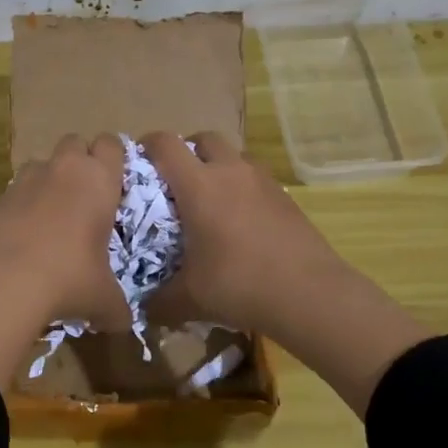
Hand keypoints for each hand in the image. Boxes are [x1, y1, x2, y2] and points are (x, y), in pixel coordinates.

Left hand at [0, 134, 131, 388]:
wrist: (3, 284)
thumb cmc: (69, 280)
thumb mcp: (104, 299)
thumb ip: (118, 306)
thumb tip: (123, 321)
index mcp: (99, 180)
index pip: (112, 144)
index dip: (115, 158)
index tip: (117, 181)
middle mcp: (64, 169)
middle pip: (75, 142)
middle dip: (82, 160)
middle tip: (87, 195)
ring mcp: (27, 179)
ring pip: (43, 162)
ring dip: (51, 178)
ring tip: (54, 214)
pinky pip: (18, 188)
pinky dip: (25, 202)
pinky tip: (27, 234)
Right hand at [141, 131, 431, 416]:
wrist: (309, 294)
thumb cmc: (239, 285)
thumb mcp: (190, 298)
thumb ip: (159, 300)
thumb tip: (142, 309)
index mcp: (198, 185)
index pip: (165, 144)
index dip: (147, 145)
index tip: (137, 160)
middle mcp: (230, 171)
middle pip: (203, 138)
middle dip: (187, 151)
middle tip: (176, 180)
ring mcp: (262, 180)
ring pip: (233, 155)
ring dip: (218, 166)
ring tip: (210, 199)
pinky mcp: (285, 196)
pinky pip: (255, 177)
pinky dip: (242, 187)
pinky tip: (240, 221)